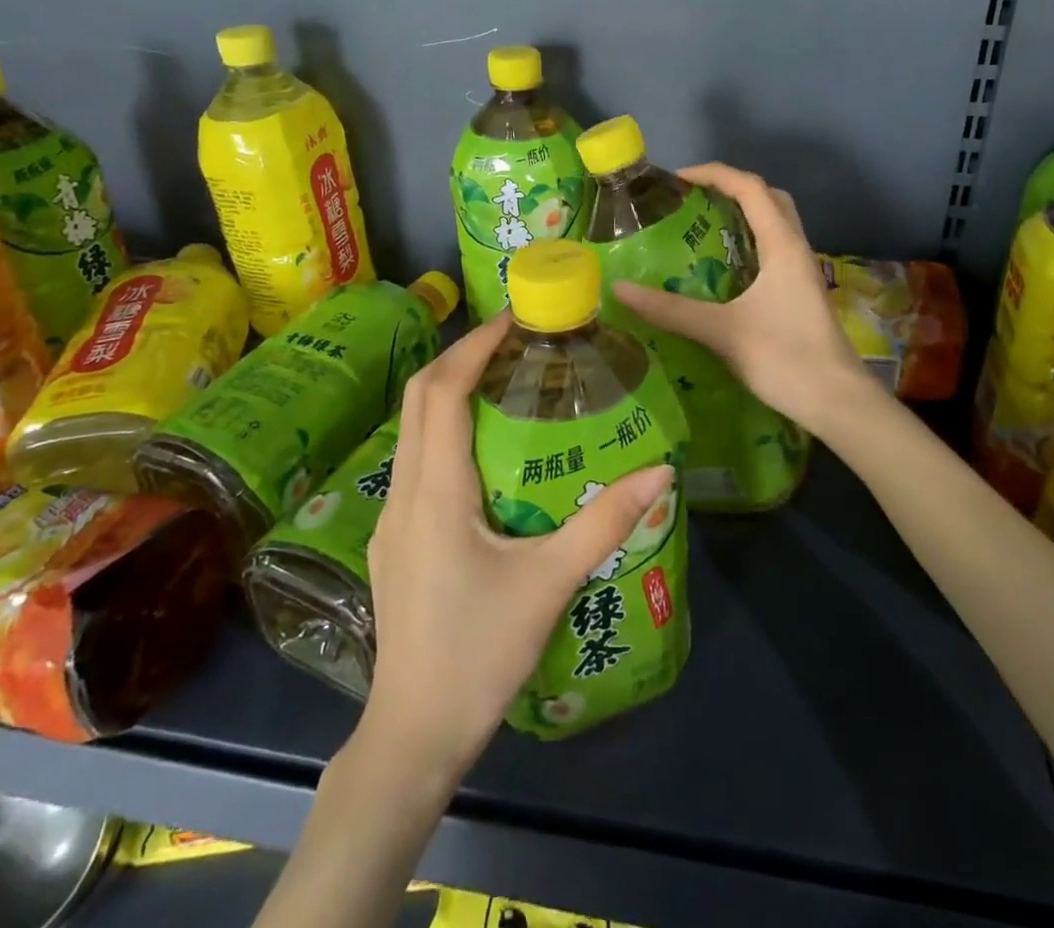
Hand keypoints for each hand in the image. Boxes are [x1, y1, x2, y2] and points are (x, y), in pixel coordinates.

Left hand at [359, 311, 673, 779]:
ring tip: (507, 380)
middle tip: (516, 339)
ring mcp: (392, 518)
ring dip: (452, 391)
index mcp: (436, 492)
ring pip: (414, 429)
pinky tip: (488, 450)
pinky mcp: (397, 540)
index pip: (441, 392)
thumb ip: (605, 522)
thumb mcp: (549, 583)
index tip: (515, 318)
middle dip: (462, 357)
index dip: (473, 345)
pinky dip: (447, 430)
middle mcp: (404, 492)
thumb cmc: (479, 654)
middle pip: (420, 399)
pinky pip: (418, 460)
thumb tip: (661, 470)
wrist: (413, 735)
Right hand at [613, 162, 884, 437]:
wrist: (838, 403)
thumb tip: (619, 289)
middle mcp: (796, 250)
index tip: (677, 180)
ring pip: (776, 225)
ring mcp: (802, 273)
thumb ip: (671, 310)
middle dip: (732, 188)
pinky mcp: (801, 295)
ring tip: (703, 227)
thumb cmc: (785, 359)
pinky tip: (724, 270)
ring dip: (744, 215)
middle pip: (769, 198)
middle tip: (694, 200)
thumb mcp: (722, 331)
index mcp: (782, 245)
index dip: (714, 174)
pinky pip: (775, 251)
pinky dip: (749, 244)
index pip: (750, 188)